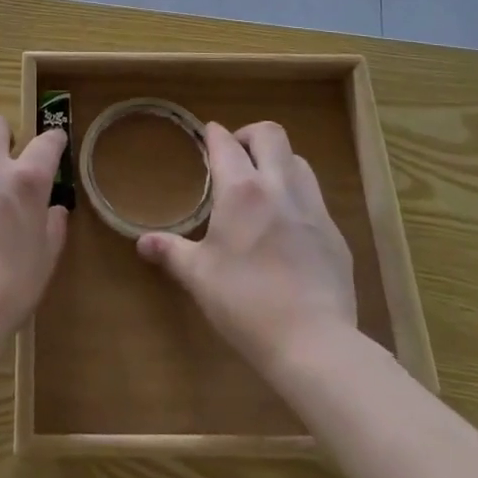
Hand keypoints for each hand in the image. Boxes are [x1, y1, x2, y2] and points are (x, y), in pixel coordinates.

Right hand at [137, 121, 358, 382]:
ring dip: (277, 161)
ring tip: (262, 185)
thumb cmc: (245, 303)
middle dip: (249, 135)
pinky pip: (314, 197)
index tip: (207, 134)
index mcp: (242, 191)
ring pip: (298, 160)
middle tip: (235, 156)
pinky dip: (297, 196)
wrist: (314, 343)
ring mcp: (313, 209)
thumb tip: (142, 242)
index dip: (214, 134)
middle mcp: (280, 187)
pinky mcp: (335, 234)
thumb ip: (171, 252)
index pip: (226, 143)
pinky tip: (286, 226)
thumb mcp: (199, 277)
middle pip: (271, 134)